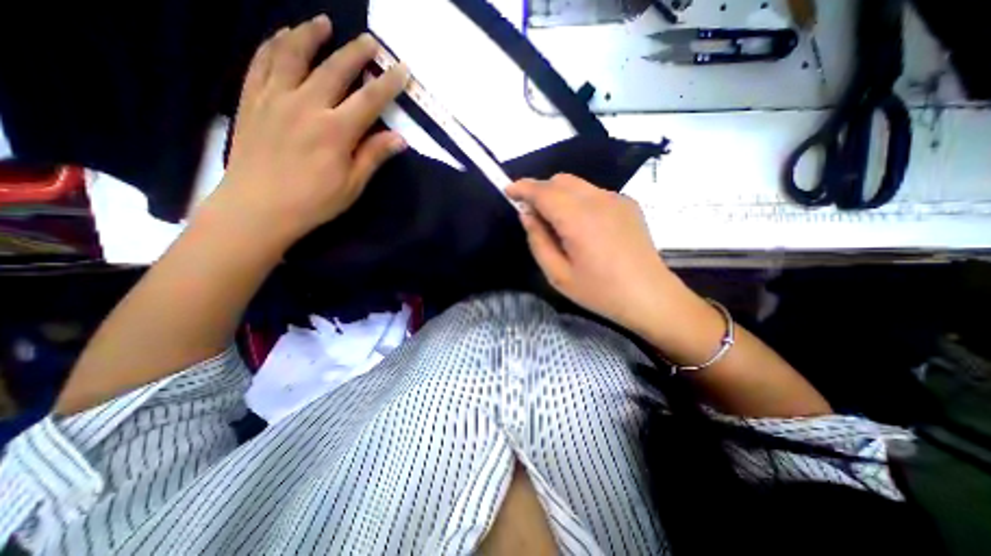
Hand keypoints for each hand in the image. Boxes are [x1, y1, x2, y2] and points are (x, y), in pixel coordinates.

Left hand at [205, 15, 409, 245]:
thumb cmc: (314, 201)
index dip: (388, 83)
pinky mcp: (251, 99)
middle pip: (335, 69)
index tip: (402, 69)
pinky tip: (282, 36)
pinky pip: (262, 62)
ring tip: (323, 22)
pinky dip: (273, 44)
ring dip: (311, 35)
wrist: (258, 207)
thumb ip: (374, 156)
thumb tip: (400, 139)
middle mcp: (306, 105)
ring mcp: (275, 98)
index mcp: (336, 131)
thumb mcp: (352, 184)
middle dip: (356, 53)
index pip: (369, 100)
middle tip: (370, 41)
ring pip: (293, 54)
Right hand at [512, 177, 680, 336]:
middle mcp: (598, 200)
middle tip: (532, 214)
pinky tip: (582, 225)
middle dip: (540, 190)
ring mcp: (616, 199)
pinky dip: (578, 200)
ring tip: (557, 223)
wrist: (650, 296)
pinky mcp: (628, 204)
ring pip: (577, 184)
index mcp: (578, 219)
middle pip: (560, 180)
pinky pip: (593, 193)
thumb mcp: (558, 275)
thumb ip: (538, 241)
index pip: (543, 191)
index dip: (522, 188)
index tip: (508, 191)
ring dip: (559, 195)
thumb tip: (527, 215)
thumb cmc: (600, 292)